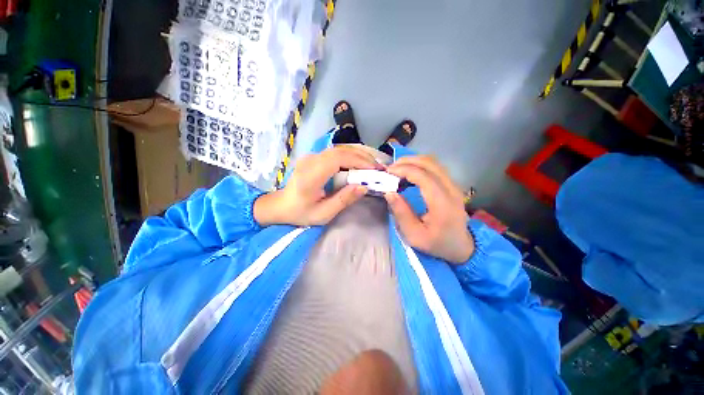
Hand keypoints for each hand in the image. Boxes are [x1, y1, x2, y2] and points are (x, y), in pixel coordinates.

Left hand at [254, 146, 382, 226]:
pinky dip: (351, 156)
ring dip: (359, 155)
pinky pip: (336, 152)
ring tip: (373, 166)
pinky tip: (360, 164)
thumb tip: (364, 187)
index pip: (337, 159)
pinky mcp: (315, 157)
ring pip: (340, 149)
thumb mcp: (324, 213)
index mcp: (311, 175)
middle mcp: (311, 160)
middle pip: (341, 151)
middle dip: (363, 158)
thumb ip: (344, 200)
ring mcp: (312, 156)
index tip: (375, 170)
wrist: (281, 205)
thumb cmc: (301, 213)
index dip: (358, 162)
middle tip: (379, 168)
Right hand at [384, 156, 473, 263]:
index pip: (423, 176)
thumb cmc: (436, 243)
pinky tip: (409, 173)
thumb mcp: (414, 235)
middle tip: (390, 168)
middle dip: (407, 161)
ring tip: (397, 169)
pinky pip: (435, 168)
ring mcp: (454, 185)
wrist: (460, 246)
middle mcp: (451, 189)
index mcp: (442, 203)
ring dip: (413, 162)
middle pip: (429, 163)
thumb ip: (401, 213)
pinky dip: (419, 166)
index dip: (403, 170)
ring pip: (433, 162)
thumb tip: (389, 192)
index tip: (388, 173)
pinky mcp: (452, 185)